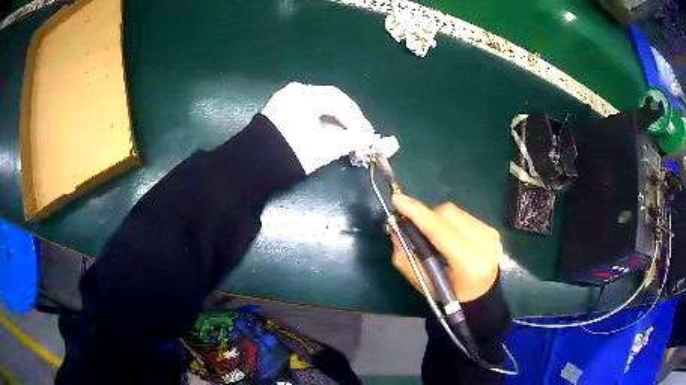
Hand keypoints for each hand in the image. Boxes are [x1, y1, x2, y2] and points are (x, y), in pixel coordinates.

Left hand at [262, 82, 375, 174]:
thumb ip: (351, 141)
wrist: (254, 165)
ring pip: (317, 107)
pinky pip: (305, 112)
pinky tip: (326, 135)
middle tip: (359, 136)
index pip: (341, 102)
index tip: (368, 134)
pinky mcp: (277, 111)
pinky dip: (318, 123)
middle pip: (329, 102)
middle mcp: (296, 91)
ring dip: (333, 122)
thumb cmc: (293, 152)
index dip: (358, 119)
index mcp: (307, 94)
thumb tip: (368, 139)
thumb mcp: (325, 148)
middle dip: (346, 120)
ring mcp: (284, 99)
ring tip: (345, 139)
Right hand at [390, 194, 501, 301]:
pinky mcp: (492, 228)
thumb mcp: (425, 284)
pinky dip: (450, 221)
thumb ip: (407, 259)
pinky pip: (463, 215)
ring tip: (435, 237)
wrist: (484, 293)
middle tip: (416, 229)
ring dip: (438, 218)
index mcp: (469, 264)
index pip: (441, 232)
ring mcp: (490, 234)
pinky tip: (450, 236)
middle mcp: (484, 244)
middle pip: (447, 214)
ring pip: (454, 211)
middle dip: (427, 217)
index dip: (419, 214)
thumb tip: (396, 230)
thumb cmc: (451, 293)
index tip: (398, 200)